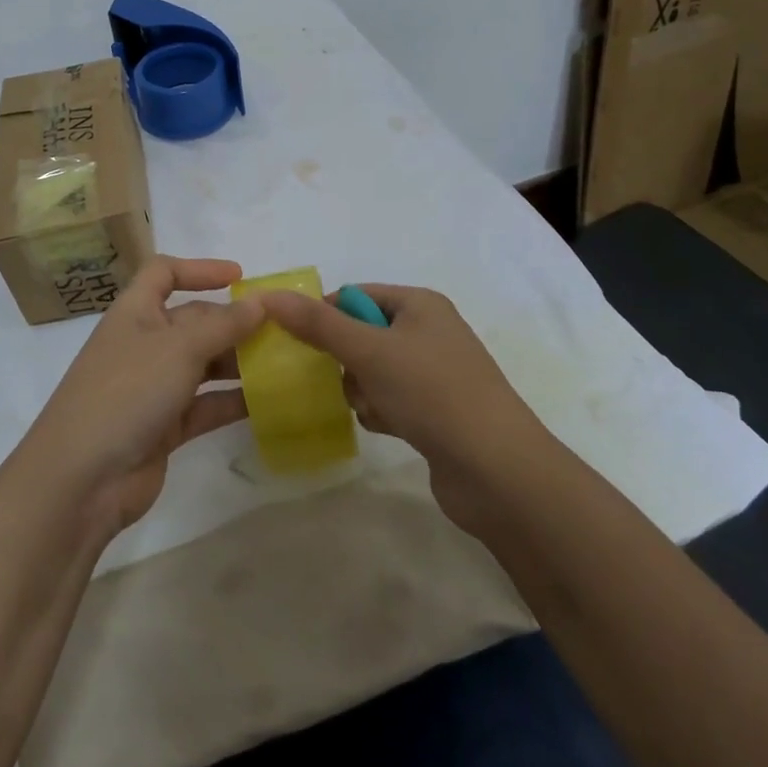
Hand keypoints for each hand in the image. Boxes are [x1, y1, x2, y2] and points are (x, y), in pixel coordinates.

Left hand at [21, 256, 264, 536]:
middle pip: (192, 321)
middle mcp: (144, 344)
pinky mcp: (164, 427)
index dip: (199, 269)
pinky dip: (232, 400)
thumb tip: (260, 302)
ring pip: (203, 364)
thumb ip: (223, 324)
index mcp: (135, 313)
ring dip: (238, 361)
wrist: (81, 480)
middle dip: (232, 322)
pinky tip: (269, 401)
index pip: (163, 273)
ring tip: (283, 362)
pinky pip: (205, 405)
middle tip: (280, 328)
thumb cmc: (127, 392)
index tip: (240, 277)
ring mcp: (153, 387)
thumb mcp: (179, 348)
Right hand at [260, 284, 533, 531]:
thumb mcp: (369, 351)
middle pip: (362, 334)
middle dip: (346, 360)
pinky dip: (381, 412)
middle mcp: (429, 331)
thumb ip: (318, 324)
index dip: (326, 315)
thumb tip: (270, 295)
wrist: (498, 471)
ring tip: (373, 408)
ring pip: (372, 371)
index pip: (356, 295)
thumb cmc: (432, 393)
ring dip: (362, 390)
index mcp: (420, 304)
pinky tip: (390, 427)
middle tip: (345, 379)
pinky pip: (390, 399)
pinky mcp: (436, 411)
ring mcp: (435, 373)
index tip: (300, 343)